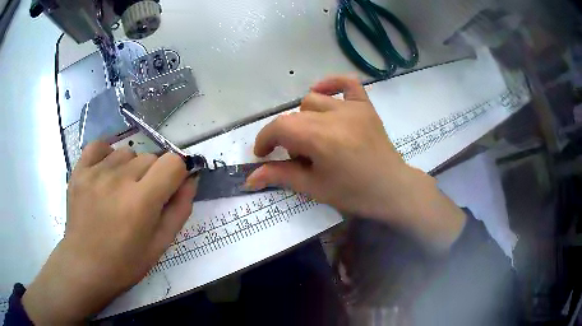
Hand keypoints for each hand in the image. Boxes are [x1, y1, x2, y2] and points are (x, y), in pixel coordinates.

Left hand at [23, 143, 196, 323]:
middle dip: (154, 175)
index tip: (173, 185)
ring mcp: (95, 172)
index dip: (178, 172)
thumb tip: (190, 179)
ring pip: (127, 152)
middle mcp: (118, 180)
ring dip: (130, 168)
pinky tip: (106, 172)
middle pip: (150, 157)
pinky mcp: (79, 170)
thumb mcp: (160, 244)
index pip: (173, 163)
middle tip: (143, 199)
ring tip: (120, 191)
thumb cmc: (125, 263)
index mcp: (141, 202)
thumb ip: (179, 209)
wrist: (85, 266)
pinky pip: (100, 146)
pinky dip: (107, 154)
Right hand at [246, 76, 465, 251]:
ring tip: (313, 137)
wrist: (392, 189)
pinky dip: (332, 84)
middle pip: (295, 116)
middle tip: (295, 156)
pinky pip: (347, 83)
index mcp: (321, 138)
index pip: (280, 127)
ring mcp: (353, 108)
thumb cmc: (354, 194)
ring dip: (304, 118)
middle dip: (286, 136)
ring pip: (313, 100)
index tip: (263, 154)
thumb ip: (281, 176)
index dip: (265, 139)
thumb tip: (250, 178)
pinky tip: (324, 94)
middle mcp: (335, 116)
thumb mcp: (314, 188)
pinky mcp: (366, 106)